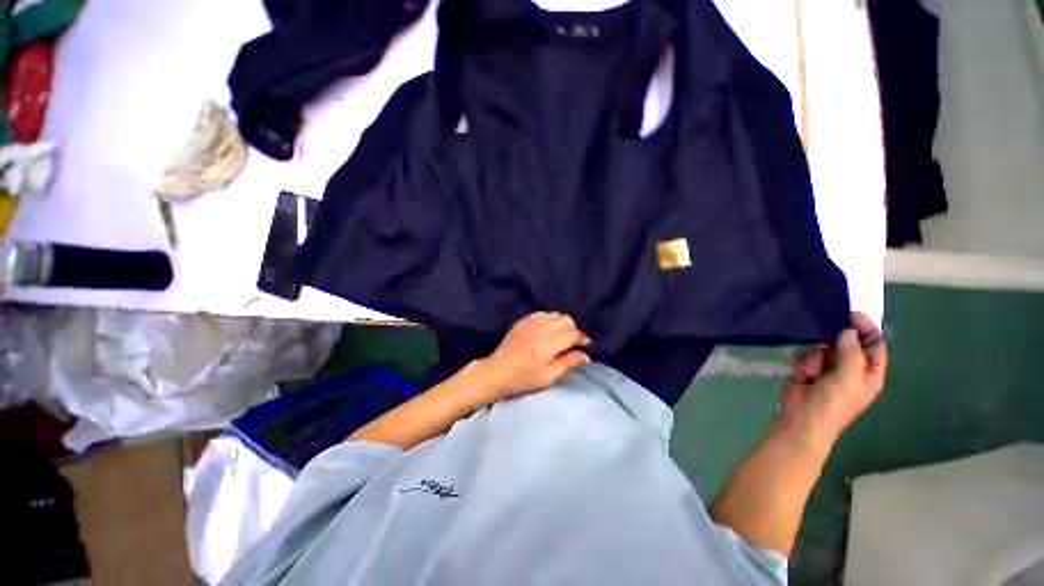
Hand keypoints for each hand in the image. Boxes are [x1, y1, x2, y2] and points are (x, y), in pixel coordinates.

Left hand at [477, 311, 591, 400]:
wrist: (496, 372)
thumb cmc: (523, 379)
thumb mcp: (548, 376)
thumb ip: (569, 363)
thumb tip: (587, 355)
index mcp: (547, 345)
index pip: (573, 333)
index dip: (582, 338)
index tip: (585, 346)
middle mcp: (540, 329)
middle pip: (566, 319)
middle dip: (573, 330)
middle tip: (572, 343)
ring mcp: (530, 323)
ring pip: (555, 314)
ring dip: (562, 323)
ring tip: (560, 337)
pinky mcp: (522, 321)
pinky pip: (543, 313)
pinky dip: (550, 319)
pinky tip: (547, 330)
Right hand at [780, 313, 887, 449]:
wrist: (802, 418)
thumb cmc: (833, 403)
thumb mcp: (848, 379)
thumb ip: (850, 353)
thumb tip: (846, 330)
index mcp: (869, 372)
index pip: (873, 344)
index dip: (866, 329)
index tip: (850, 315)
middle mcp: (851, 367)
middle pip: (845, 342)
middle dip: (832, 343)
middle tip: (823, 344)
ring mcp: (828, 367)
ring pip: (822, 346)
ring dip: (814, 357)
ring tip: (811, 372)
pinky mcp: (808, 367)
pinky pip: (806, 353)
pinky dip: (803, 362)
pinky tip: (802, 374)